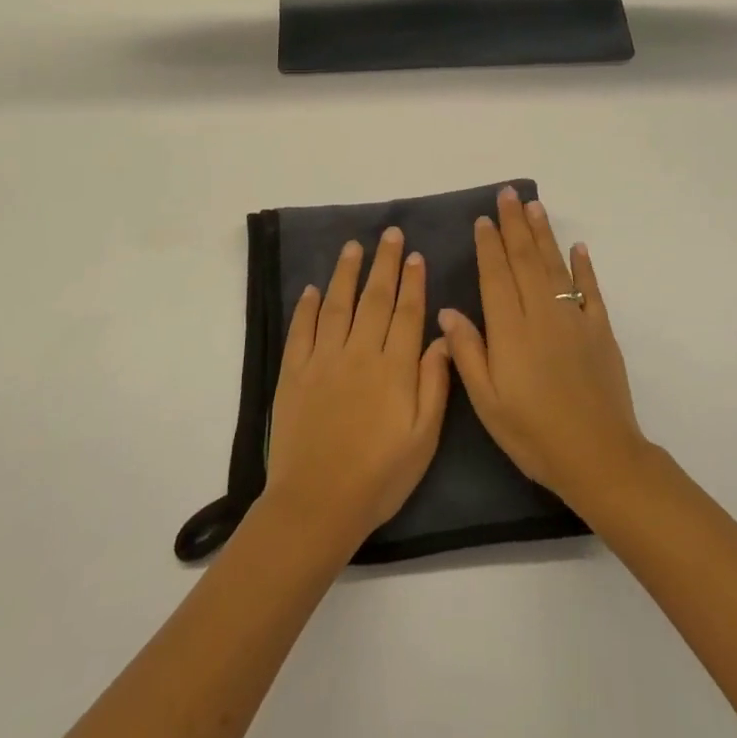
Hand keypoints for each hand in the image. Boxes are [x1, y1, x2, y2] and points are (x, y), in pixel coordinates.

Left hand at [262, 228, 452, 558]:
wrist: (317, 504)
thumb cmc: (379, 477)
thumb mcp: (423, 439)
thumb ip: (434, 384)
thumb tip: (442, 337)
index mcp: (394, 369)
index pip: (407, 313)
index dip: (413, 282)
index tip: (416, 255)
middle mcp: (359, 353)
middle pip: (375, 299)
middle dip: (385, 263)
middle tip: (390, 234)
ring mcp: (323, 360)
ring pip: (337, 304)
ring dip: (346, 272)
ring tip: (354, 246)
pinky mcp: (294, 373)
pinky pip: (301, 330)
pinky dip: (306, 306)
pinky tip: (312, 288)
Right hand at [438, 188, 649, 510]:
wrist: (598, 455)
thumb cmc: (533, 433)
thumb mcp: (487, 402)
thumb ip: (468, 352)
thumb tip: (447, 311)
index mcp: (510, 330)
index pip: (496, 276)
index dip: (488, 245)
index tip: (483, 219)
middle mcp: (541, 314)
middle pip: (525, 260)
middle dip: (514, 225)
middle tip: (508, 195)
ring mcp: (574, 319)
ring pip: (555, 266)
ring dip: (543, 234)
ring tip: (534, 207)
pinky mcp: (600, 330)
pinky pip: (590, 290)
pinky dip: (584, 266)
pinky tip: (578, 247)